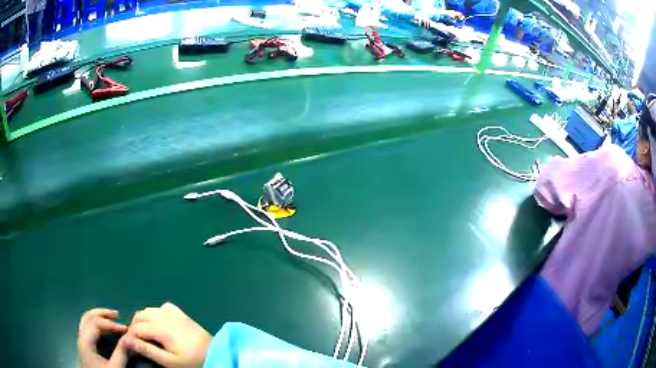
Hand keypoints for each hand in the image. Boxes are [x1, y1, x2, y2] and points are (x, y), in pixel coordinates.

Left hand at [78, 308, 129, 367]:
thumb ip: (121, 354)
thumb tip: (130, 338)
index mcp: (85, 342)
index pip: (96, 323)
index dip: (111, 323)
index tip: (126, 329)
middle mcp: (81, 337)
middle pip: (88, 317)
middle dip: (103, 314)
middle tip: (117, 314)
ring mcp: (81, 341)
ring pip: (87, 321)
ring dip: (99, 317)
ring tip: (111, 318)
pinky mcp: (84, 346)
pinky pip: (88, 328)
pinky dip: (97, 324)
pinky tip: (105, 329)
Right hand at [125, 302, 211, 367]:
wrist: (215, 354)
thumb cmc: (192, 361)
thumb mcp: (169, 361)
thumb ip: (147, 350)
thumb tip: (127, 341)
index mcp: (159, 328)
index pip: (136, 327)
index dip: (130, 336)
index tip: (130, 344)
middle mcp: (163, 316)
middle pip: (140, 315)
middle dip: (135, 326)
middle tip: (139, 340)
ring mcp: (173, 313)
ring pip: (150, 309)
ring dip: (144, 319)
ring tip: (147, 334)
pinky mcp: (181, 314)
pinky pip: (164, 307)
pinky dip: (157, 313)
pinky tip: (161, 323)